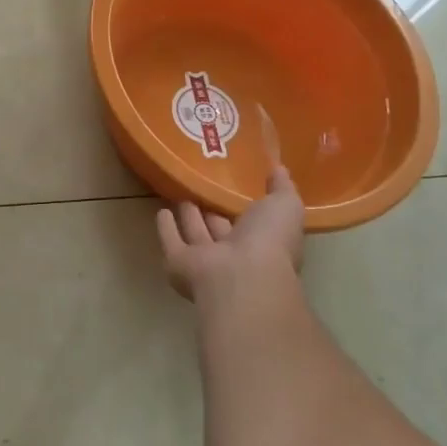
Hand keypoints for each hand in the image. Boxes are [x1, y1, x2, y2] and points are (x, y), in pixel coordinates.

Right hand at [155, 167, 303, 301]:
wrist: (241, 278)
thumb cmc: (269, 241)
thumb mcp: (285, 205)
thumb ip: (282, 187)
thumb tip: (278, 167)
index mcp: (264, 243)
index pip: (253, 222)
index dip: (246, 206)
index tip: (235, 183)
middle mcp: (235, 254)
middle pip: (221, 228)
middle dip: (213, 210)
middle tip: (202, 186)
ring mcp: (206, 261)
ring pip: (196, 234)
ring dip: (189, 217)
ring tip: (181, 194)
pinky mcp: (179, 263)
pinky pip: (172, 242)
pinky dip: (166, 228)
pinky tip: (161, 211)